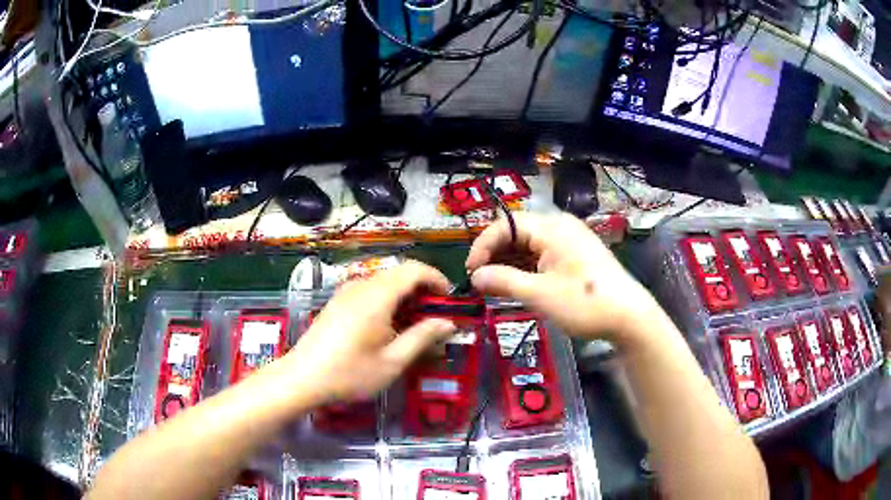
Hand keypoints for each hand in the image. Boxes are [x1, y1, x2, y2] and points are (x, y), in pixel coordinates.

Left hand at [282, 261, 455, 404]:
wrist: (302, 378)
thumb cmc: (349, 373)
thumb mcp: (392, 362)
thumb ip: (422, 338)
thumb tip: (448, 323)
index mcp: (377, 297)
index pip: (414, 270)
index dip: (436, 279)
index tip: (449, 301)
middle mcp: (361, 287)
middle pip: (399, 273)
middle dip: (423, 289)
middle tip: (435, 316)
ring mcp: (346, 293)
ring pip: (384, 281)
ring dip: (405, 294)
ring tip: (414, 323)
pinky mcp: (337, 303)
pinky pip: (369, 290)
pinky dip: (387, 299)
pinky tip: (387, 325)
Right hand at [466, 212, 663, 344]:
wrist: (629, 317)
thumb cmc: (584, 303)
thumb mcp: (539, 294)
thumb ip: (503, 281)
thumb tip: (474, 276)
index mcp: (552, 228)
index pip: (505, 225)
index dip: (483, 246)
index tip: (470, 272)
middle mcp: (560, 227)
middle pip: (517, 233)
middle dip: (496, 256)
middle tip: (481, 282)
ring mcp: (571, 241)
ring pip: (530, 245)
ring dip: (510, 264)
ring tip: (496, 287)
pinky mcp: (577, 255)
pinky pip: (544, 255)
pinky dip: (528, 268)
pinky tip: (519, 285)